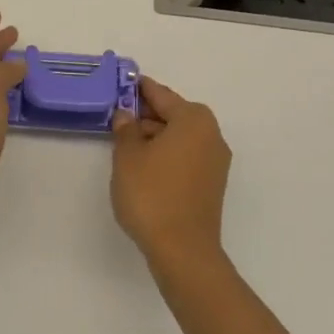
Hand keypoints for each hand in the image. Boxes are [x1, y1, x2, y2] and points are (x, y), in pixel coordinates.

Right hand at [110, 77, 231, 271]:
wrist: (183, 250)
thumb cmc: (152, 194)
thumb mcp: (128, 157)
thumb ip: (125, 129)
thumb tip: (126, 115)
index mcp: (193, 119)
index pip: (160, 94)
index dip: (138, 89)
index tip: (121, 83)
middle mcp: (210, 134)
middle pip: (174, 114)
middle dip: (147, 114)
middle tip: (118, 116)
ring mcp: (215, 160)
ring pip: (180, 136)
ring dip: (156, 135)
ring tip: (126, 144)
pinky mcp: (212, 183)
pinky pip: (186, 155)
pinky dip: (167, 153)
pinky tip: (144, 165)